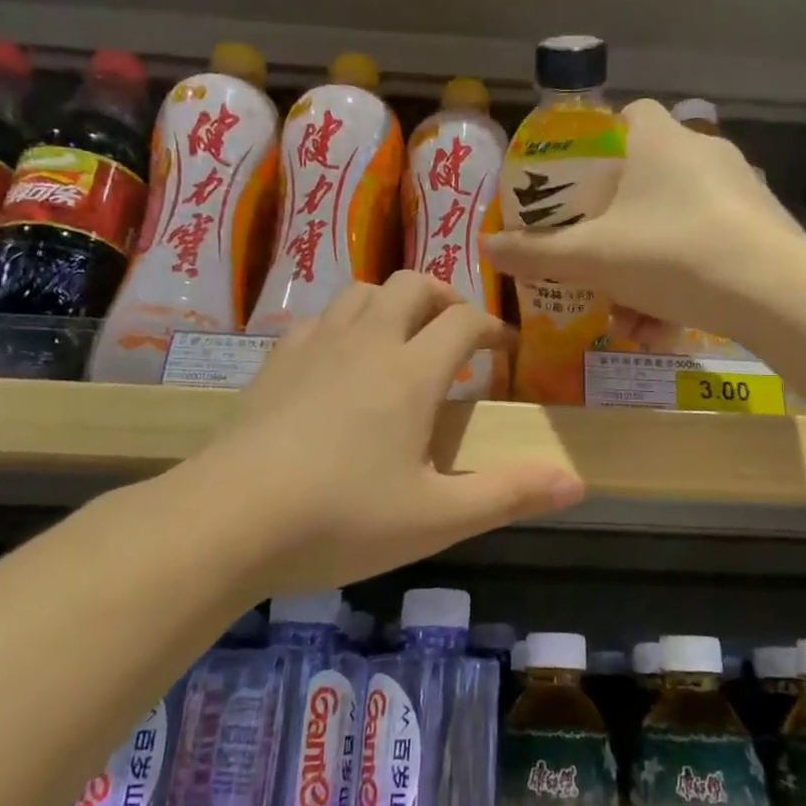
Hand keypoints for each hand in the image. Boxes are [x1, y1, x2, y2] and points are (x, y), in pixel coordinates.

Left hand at [187, 271, 583, 596]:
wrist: (227, 520)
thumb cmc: (341, 518)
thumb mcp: (437, 517)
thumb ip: (510, 495)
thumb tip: (578, 481)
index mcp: (411, 372)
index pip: (464, 322)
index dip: (493, 328)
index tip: (506, 349)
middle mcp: (367, 343)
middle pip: (412, 286)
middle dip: (444, 297)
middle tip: (457, 332)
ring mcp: (315, 347)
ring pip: (362, 292)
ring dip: (393, 302)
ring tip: (403, 336)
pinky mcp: (274, 363)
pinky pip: (319, 318)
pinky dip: (344, 323)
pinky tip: (340, 359)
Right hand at [483, 98, 805, 340]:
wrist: (774, 291)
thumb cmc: (670, 253)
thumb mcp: (592, 257)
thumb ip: (537, 252)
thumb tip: (487, 248)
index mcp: (658, 138)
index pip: (624, 116)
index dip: (595, 146)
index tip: (576, 188)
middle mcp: (701, 151)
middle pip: (644, 180)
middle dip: (614, 229)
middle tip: (594, 262)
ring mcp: (737, 188)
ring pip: (673, 223)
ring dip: (643, 270)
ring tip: (627, 320)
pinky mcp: (760, 225)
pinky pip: (705, 246)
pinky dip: (680, 281)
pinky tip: (663, 327)